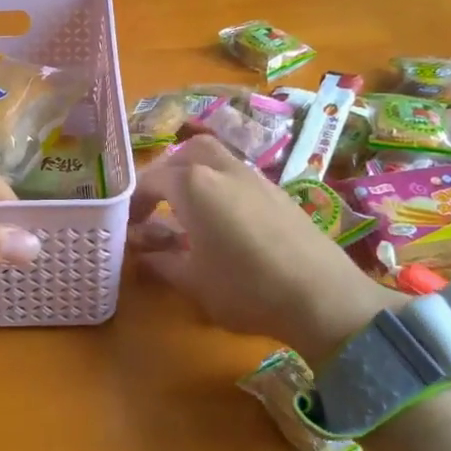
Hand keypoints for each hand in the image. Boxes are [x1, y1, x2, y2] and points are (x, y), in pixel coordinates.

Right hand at [126, 136, 401, 363]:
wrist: (323, 297)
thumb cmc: (246, 288)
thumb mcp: (192, 281)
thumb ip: (161, 262)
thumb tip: (142, 253)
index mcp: (192, 185)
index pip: (150, 180)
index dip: (133, 202)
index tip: (127, 226)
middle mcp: (221, 169)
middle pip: (185, 153)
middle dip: (165, 174)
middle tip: (157, 205)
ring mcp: (253, 176)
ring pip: (215, 158)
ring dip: (194, 174)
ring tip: (188, 209)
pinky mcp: (277, 191)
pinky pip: (238, 174)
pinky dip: (220, 184)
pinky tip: (224, 219)